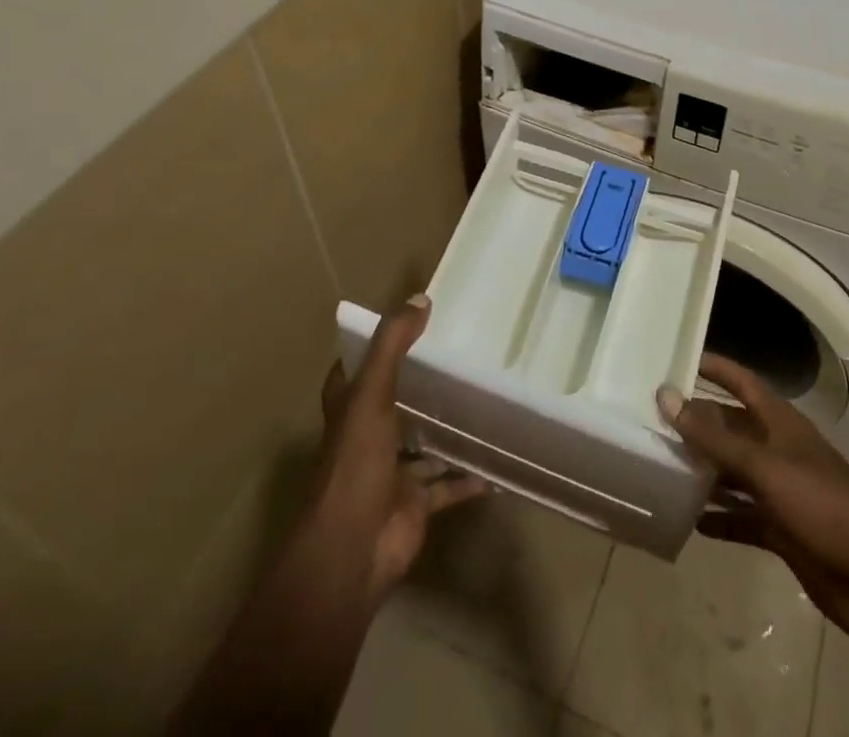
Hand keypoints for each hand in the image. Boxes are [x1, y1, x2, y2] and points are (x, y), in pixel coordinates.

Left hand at [307, 294, 488, 605]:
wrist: (351, 551)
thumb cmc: (355, 463)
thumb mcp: (371, 393)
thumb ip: (393, 345)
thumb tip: (420, 298)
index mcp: (350, 410)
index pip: (356, 370)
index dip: (375, 347)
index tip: (408, 324)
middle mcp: (368, 437)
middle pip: (394, 403)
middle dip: (420, 385)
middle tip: (460, 356)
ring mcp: (392, 472)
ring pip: (423, 444)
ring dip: (447, 430)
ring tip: (484, 402)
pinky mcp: (415, 504)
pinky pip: (448, 486)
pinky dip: (470, 478)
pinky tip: (498, 463)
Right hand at [658, 354, 848, 645]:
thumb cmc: (822, 506)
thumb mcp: (764, 467)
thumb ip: (715, 437)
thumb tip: (667, 397)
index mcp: (780, 423)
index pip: (742, 382)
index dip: (716, 368)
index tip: (678, 359)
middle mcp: (778, 450)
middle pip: (732, 428)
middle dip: (698, 424)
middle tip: (652, 420)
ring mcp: (781, 491)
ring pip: (734, 473)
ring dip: (704, 472)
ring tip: (661, 467)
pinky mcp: (782, 530)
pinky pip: (742, 517)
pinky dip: (720, 518)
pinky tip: (690, 522)